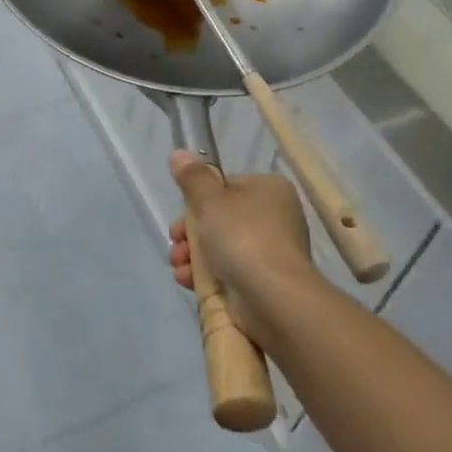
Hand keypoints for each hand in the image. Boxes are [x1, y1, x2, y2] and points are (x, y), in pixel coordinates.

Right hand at [167, 150, 317, 343]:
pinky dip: (207, 275)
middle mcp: (276, 217)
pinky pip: (230, 271)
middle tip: (175, 242)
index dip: (198, 201)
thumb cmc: (242, 237)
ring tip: (178, 266)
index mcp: (269, 189)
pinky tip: (187, 281)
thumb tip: (179, 154)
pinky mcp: (266, 281)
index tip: (180, 216)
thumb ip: (193, 177)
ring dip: (193, 255)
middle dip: (190, 232)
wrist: (274, 297)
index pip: (226, 187)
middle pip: (220, 218)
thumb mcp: (210, 200)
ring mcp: (272, 251)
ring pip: (222, 246)